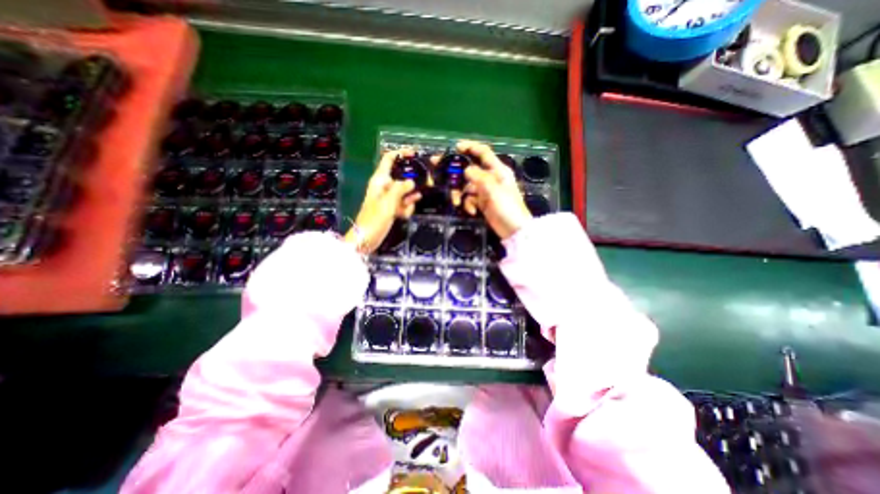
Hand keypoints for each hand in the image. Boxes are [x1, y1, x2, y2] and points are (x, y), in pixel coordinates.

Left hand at [346, 147, 420, 254]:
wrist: (366, 238)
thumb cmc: (374, 219)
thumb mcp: (388, 202)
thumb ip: (400, 189)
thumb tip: (411, 181)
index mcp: (380, 180)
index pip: (389, 159)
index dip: (401, 153)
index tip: (415, 153)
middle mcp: (384, 187)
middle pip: (401, 177)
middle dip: (411, 181)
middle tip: (424, 184)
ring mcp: (388, 198)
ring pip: (404, 192)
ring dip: (409, 198)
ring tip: (407, 206)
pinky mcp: (391, 208)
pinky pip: (403, 204)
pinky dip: (405, 208)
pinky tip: (404, 214)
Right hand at [448, 139, 528, 239]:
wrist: (513, 230)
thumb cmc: (507, 208)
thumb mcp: (494, 190)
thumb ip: (479, 177)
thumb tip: (466, 169)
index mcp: (497, 170)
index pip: (483, 153)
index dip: (470, 147)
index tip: (455, 147)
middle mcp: (490, 178)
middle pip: (469, 169)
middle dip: (455, 170)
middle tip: (437, 167)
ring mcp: (485, 191)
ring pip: (466, 186)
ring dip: (460, 194)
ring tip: (457, 202)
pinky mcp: (481, 202)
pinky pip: (469, 199)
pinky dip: (468, 204)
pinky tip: (471, 211)